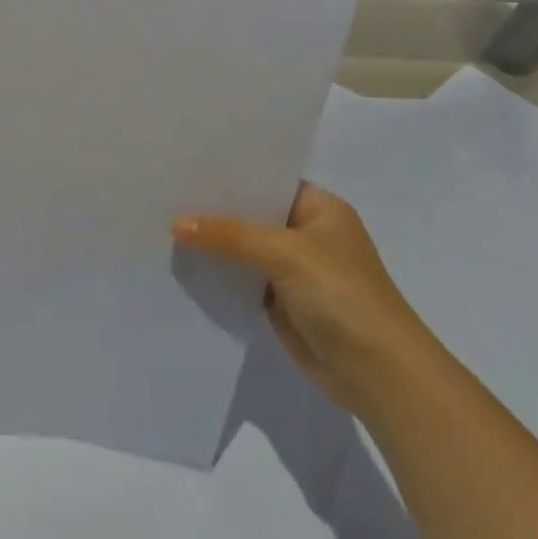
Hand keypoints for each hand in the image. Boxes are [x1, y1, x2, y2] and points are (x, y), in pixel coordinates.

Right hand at [173, 183, 435, 412]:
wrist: (377, 372)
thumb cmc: (342, 295)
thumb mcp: (286, 253)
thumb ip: (230, 235)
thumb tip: (176, 223)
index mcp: (320, 209)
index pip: (268, 181)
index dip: (230, 175)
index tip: (186, 167)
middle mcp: (306, 234)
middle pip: (252, 215)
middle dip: (213, 209)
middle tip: (164, 193)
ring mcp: (293, 269)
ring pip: (242, 248)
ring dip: (212, 243)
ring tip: (161, 223)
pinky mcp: (280, 301)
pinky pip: (241, 279)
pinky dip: (218, 274)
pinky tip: (181, 263)